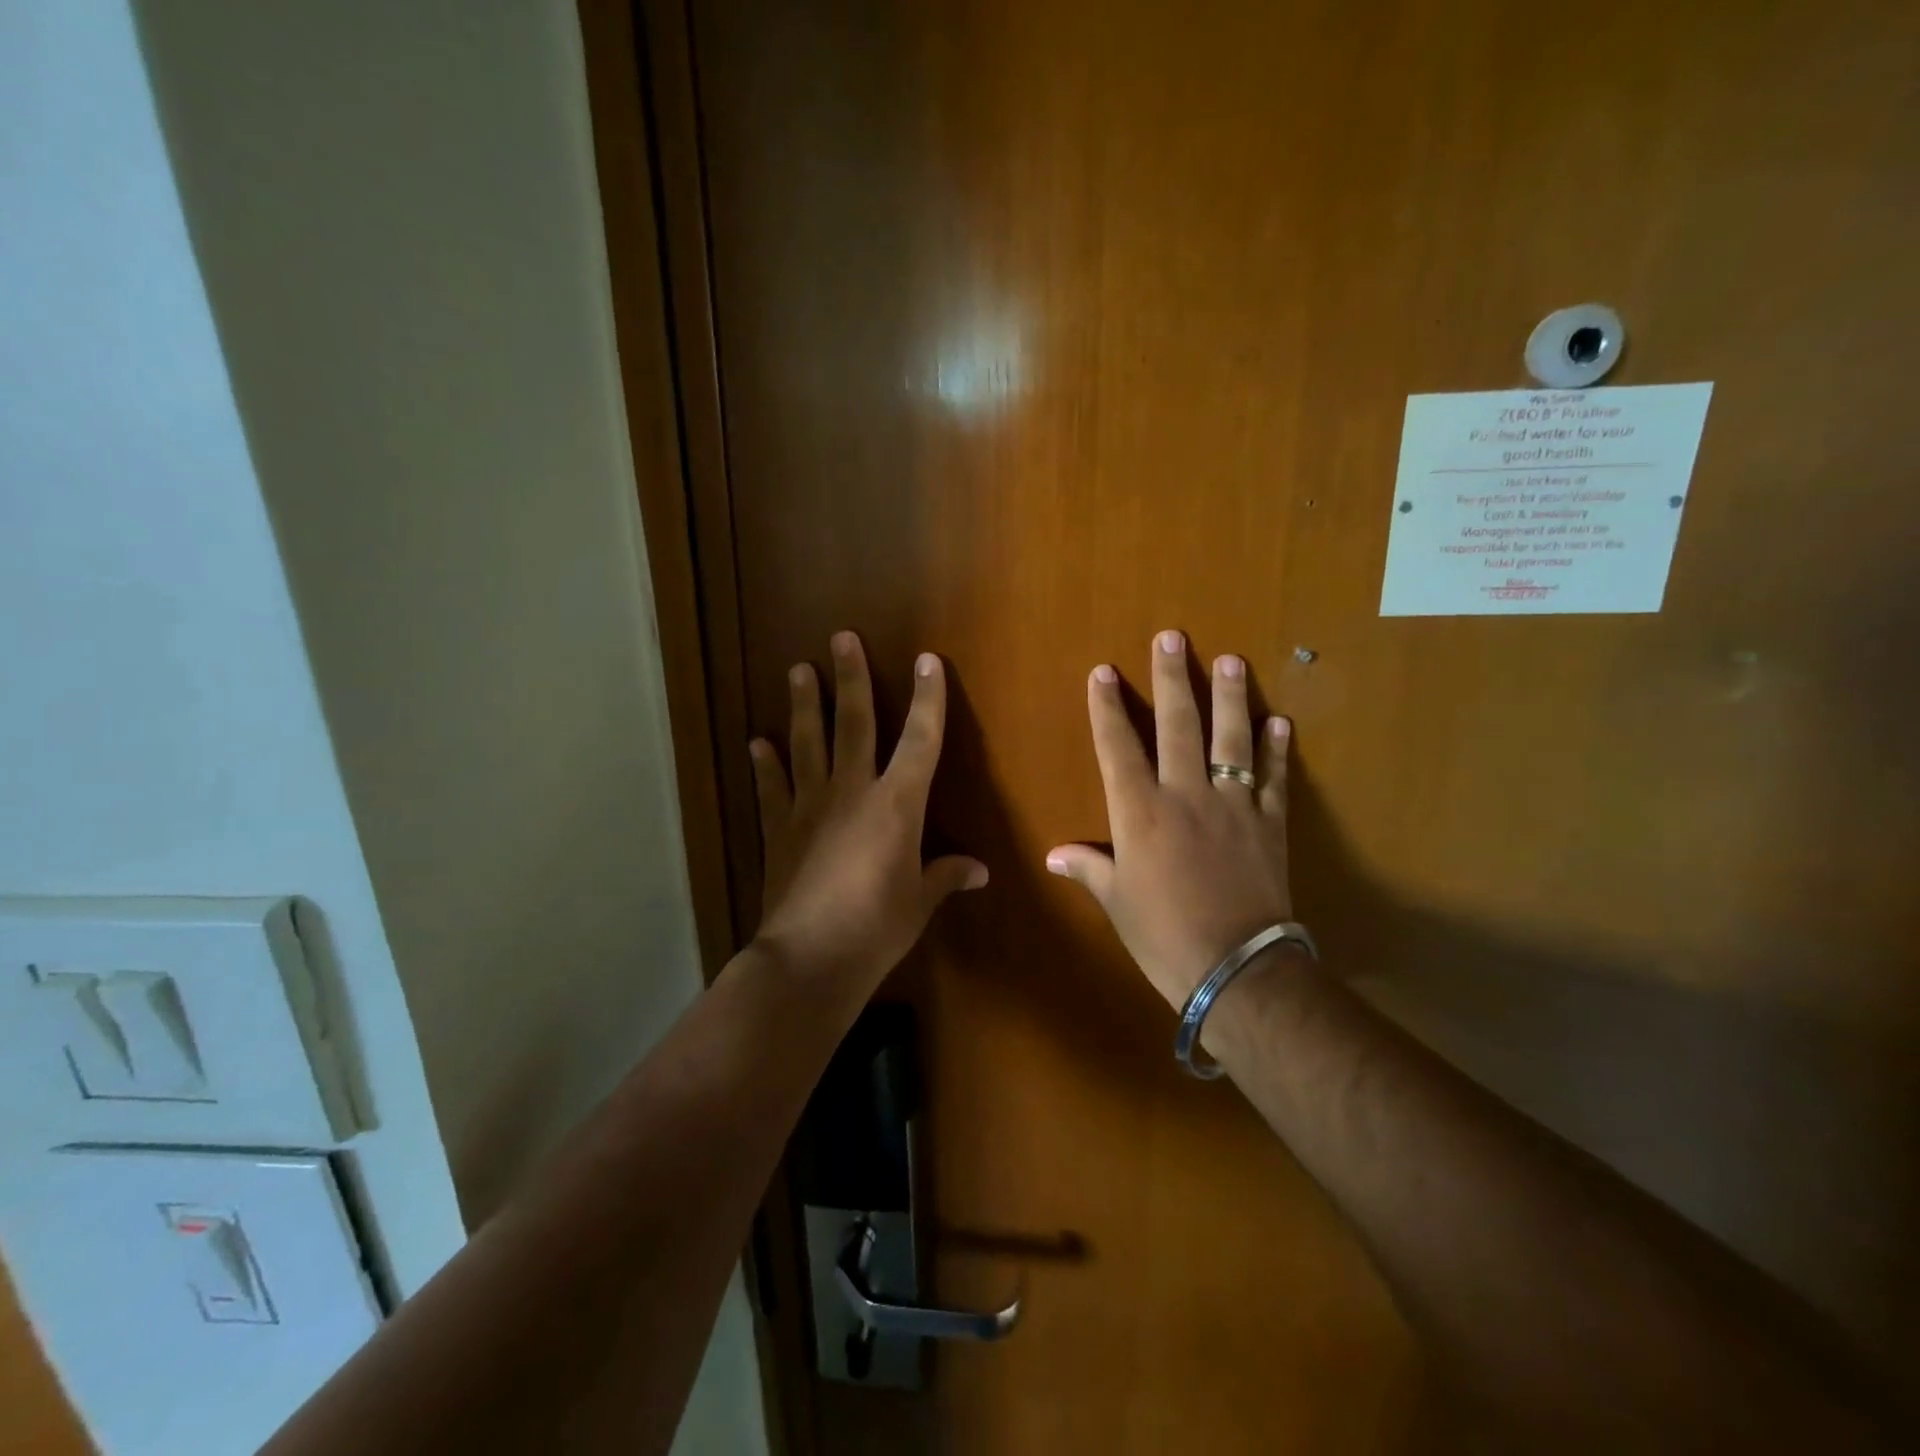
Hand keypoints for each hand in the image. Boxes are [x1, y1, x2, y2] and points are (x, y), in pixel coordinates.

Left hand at [749, 631, 987, 994]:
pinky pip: (771, 789)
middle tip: (840, 638)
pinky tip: (756, 742)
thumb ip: (945, 876)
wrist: (810, 958)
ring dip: (803, 706)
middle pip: (853, 723)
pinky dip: (765, 765)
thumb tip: (979, 871)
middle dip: (850, 678)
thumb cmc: (878, 927)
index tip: (928, 661)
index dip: (928, 699)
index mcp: (897, 803)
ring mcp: (809, 807)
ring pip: (807, 744)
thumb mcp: (920, 901)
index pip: (920, 740)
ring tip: (797, 671)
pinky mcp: (778, 830)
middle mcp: (852, 791)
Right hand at [1047, 630, 1292, 1008]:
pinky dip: (1277, 749)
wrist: (1237, 969)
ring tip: (1230, 660)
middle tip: (1172, 637)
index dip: (1107, 707)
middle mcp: (1185, 795)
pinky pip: (1275, 778)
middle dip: (1172, 678)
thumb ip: (1089, 868)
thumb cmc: (1163, 936)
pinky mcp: (1270, 824)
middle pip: (1178, 725)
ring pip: (1231, 739)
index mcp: (1139, 812)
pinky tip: (1279, 721)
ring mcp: (1233, 806)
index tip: (1103, 672)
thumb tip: (1055, 854)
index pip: (1118, 746)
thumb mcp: (1117, 902)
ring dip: (1230, 697)